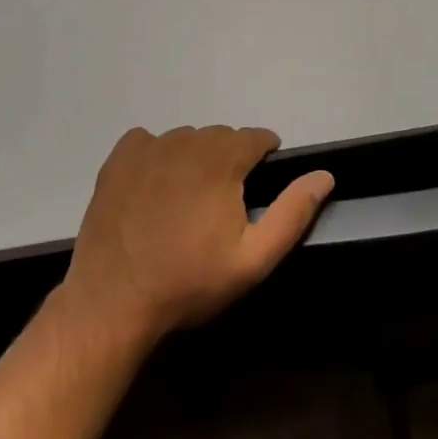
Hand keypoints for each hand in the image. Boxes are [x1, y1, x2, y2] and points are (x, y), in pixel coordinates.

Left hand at [62, 125, 333, 344]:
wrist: (113, 302)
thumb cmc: (189, 282)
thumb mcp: (253, 259)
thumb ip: (293, 213)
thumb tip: (324, 175)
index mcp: (222, 159)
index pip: (257, 136)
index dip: (265, 156)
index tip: (260, 183)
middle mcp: (187, 141)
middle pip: (221, 136)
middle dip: (231, 159)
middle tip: (225, 202)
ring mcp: (148, 148)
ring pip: (186, 138)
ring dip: (196, 157)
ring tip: (190, 198)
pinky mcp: (118, 161)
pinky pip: (147, 141)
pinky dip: (157, 154)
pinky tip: (154, 185)